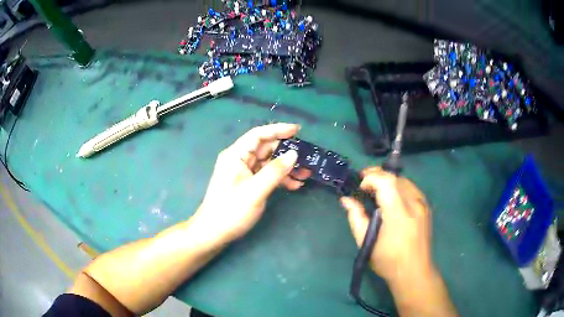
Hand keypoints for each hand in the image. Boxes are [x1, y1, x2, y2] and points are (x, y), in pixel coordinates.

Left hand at [193, 123, 310, 244]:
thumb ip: (275, 171)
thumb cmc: (231, 211)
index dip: (278, 130)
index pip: (258, 135)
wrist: (214, 233)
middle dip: (286, 152)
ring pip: (268, 163)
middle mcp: (239, 160)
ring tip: (305, 174)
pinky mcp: (247, 184)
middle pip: (265, 148)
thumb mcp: (255, 191)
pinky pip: (266, 175)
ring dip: (286, 168)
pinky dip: (279, 179)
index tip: (297, 130)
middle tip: (307, 157)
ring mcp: (243, 172)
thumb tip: (294, 154)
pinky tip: (294, 185)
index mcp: (236, 155)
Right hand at [340, 167, 433, 283]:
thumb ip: (356, 218)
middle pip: (396, 177)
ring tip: (376, 188)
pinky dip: (399, 187)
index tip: (361, 187)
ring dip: (389, 180)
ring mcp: (423, 205)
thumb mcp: (366, 242)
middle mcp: (414, 204)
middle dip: (378, 174)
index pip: (387, 182)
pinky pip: (412, 188)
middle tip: (364, 182)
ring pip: (405, 181)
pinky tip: (392, 197)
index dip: (372, 178)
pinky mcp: (427, 208)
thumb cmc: (388, 261)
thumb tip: (346, 200)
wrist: (414, 272)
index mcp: (399, 214)